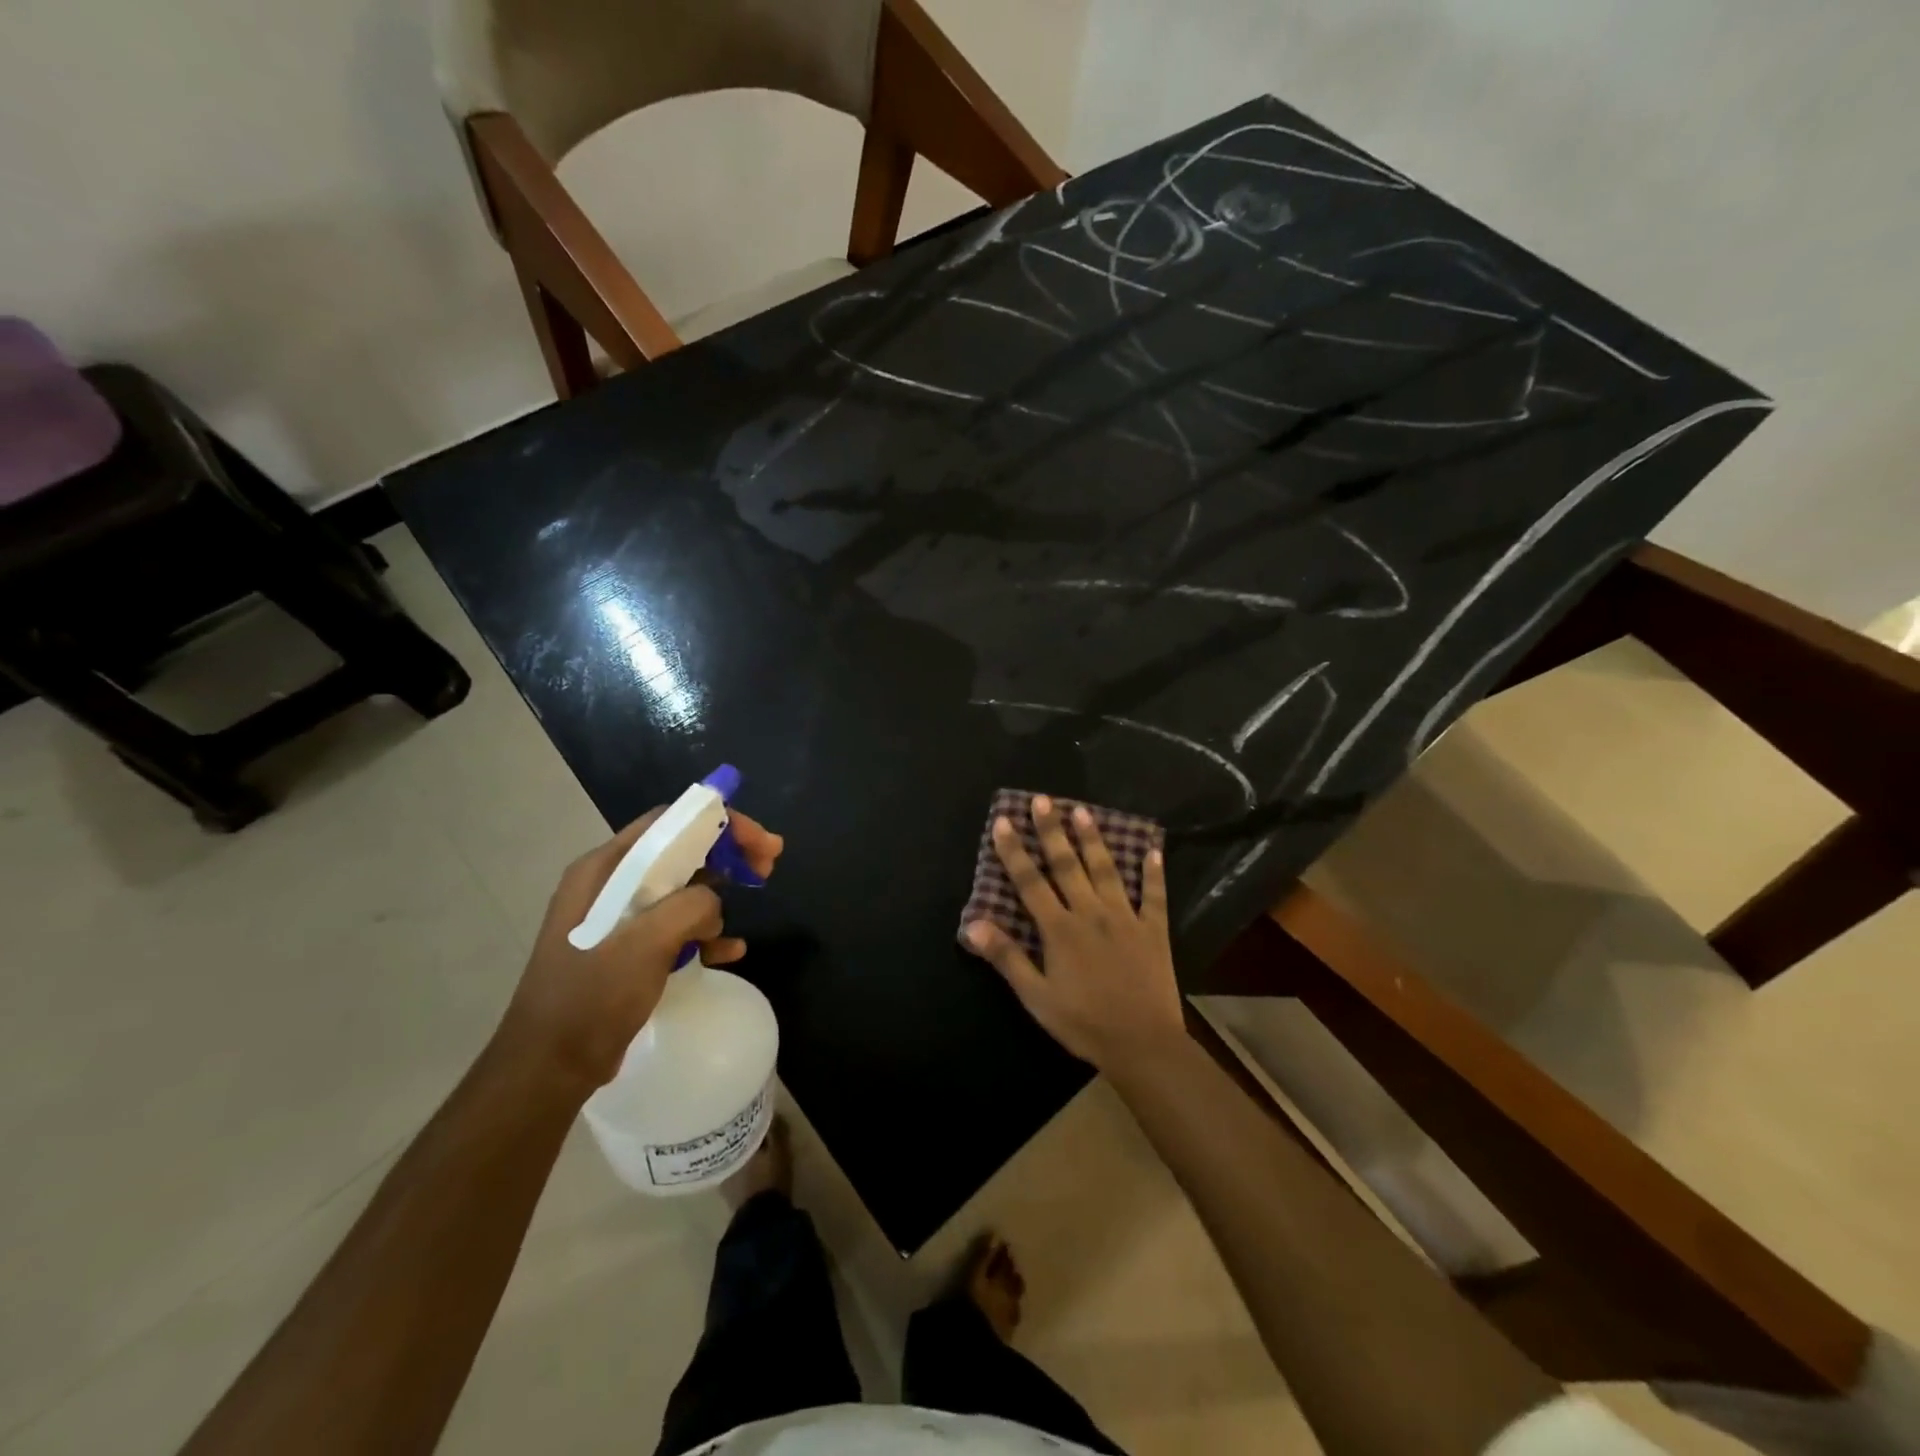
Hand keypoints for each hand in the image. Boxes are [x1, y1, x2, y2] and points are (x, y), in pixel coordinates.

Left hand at [498, 806, 783, 1090]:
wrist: (549, 1068)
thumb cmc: (591, 997)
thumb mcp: (645, 943)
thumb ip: (690, 905)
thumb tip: (713, 902)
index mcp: (605, 868)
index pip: (671, 822)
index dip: (721, 823)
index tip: (761, 843)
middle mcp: (610, 883)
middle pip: (681, 851)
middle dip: (728, 857)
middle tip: (767, 869)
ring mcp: (618, 917)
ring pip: (683, 889)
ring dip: (717, 902)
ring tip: (739, 926)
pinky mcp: (628, 948)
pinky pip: (676, 926)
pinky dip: (705, 934)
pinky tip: (727, 954)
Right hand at [962, 795, 1185, 1073]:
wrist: (1142, 1044)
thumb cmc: (1082, 1022)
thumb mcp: (1036, 997)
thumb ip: (1007, 957)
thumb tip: (974, 923)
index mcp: (1059, 929)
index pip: (1030, 882)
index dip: (1015, 851)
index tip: (1004, 820)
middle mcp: (1090, 913)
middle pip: (1067, 865)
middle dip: (1052, 830)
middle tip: (1043, 799)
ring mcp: (1125, 918)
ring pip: (1106, 870)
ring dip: (1093, 840)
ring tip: (1083, 811)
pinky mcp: (1153, 930)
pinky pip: (1155, 895)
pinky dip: (1154, 872)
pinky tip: (1153, 849)